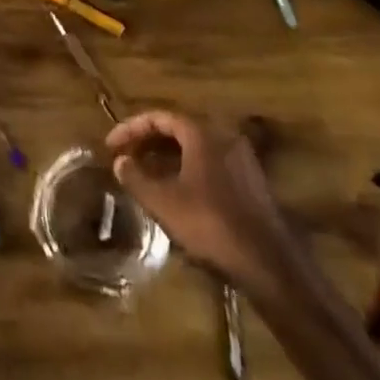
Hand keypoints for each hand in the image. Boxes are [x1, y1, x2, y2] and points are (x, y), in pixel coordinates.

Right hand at [106, 110, 290, 287]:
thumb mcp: (163, 201)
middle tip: (125, 157)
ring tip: (145, 174)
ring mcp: (242, 159)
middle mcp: (224, 137)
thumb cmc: (210, 224)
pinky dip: (187, 169)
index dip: (131, 129)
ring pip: (195, 148)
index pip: (159, 117)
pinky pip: (211, 163)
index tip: (111, 146)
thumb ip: (136, 177)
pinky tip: (176, 190)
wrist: (268, 262)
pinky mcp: (251, 182)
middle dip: (148, 142)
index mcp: (202, 134)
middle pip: (178, 130)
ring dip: (167, 157)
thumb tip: (120, 161)